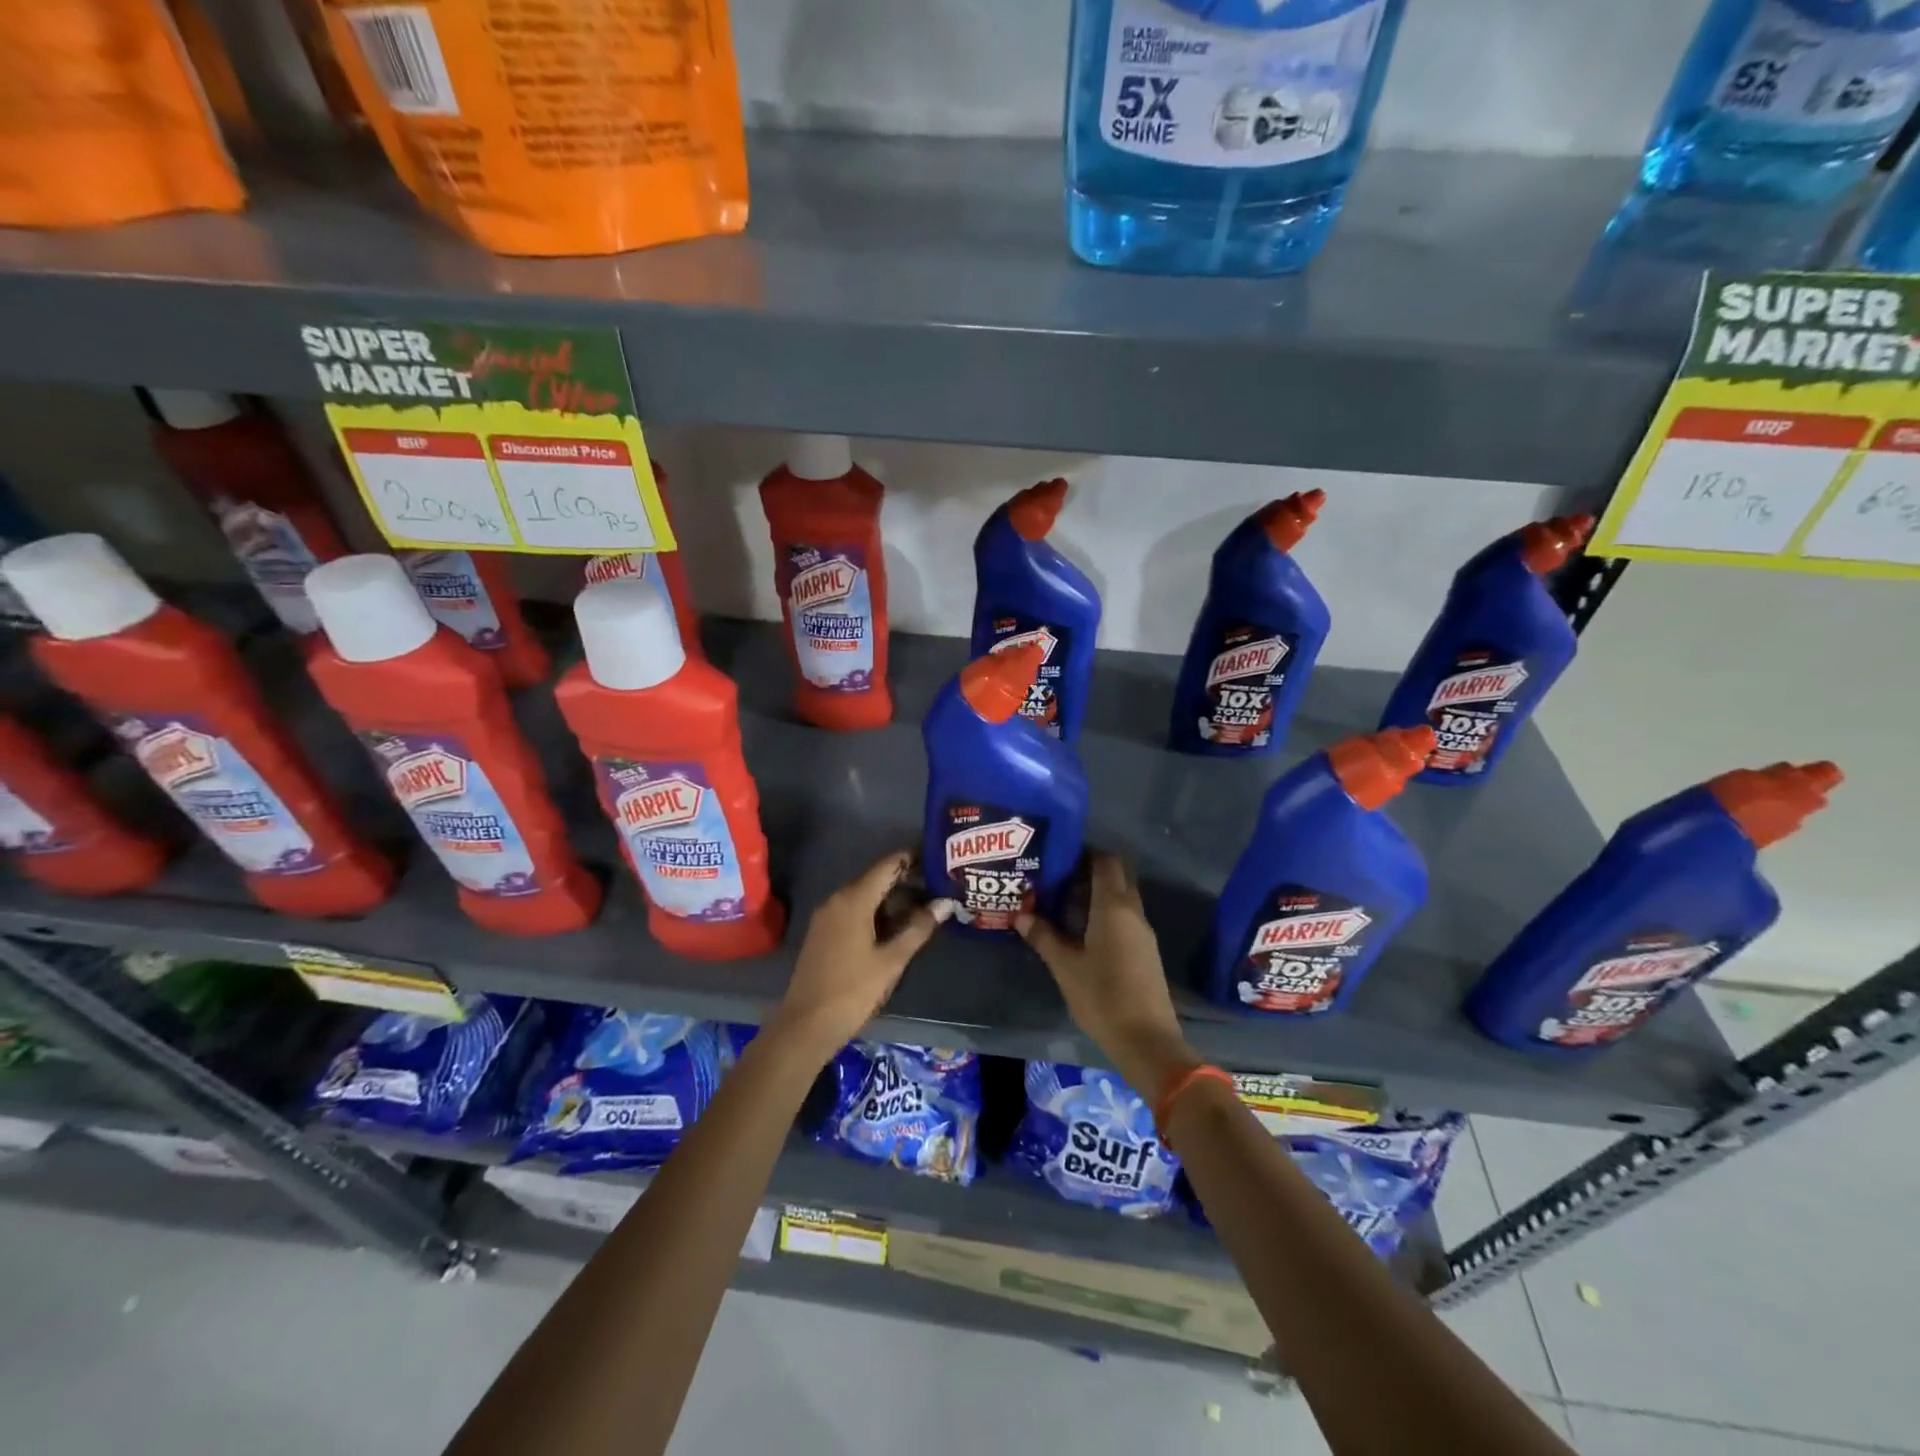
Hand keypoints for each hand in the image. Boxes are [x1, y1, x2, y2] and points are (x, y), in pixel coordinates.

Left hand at [768, 852, 953, 1058]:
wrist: (805, 1026)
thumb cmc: (852, 991)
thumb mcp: (892, 961)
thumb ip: (919, 928)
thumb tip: (946, 902)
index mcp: (853, 900)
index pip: (888, 865)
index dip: (913, 858)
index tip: (938, 859)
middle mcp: (837, 899)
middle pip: (876, 879)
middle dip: (907, 881)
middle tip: (939, 887)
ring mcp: (827, 917)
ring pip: (865, 896)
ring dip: (893, 900)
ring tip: (925, 908)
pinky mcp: (823, 933)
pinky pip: (854, 911)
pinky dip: (877, 913)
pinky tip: (897, 928)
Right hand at [1017, 853, 1198, 1096]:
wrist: (1147, 1039)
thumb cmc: (1102, 997)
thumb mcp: (1065, 967)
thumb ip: (1044, 937)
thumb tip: (1021, 915)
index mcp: (1113, 907)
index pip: (1106, 861)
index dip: (1086, 853)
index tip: (1060, 856)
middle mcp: (1132, 911)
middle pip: (1117, 875)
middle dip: (1091, 870)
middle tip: (1059, 877)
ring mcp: (1143, 931)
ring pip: (1122, 897)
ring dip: (1098, 893)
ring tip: (1064, 902)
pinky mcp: (1145, 950)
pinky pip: (1125, 917)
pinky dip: (1106, 912)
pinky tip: (1083, 929)